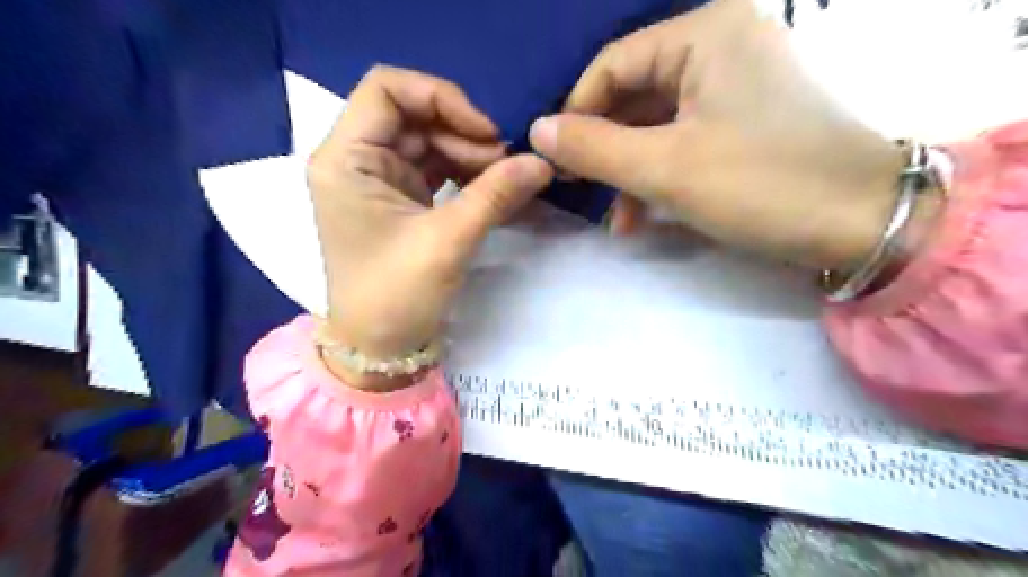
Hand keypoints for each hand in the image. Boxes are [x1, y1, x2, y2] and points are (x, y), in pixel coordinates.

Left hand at [310, 66, 553, 388]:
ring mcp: (377, 179)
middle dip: (463, 133)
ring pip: (428, 141)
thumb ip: (496, 195)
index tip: (485, 133)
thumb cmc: (397, 296)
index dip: (440, 98)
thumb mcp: (448, 241)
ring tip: (502, 179)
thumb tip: (542, 162)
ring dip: (467, 153)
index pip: (387, 88)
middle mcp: (355, 159)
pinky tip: (491, 186)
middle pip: (413, 115)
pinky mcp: (398, 199)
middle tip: (504, 165)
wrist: (379, 348)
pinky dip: (463, 173)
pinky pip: (433, 168)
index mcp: (346, 159)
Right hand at [533, 0, 909, 269]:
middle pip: (633, 94)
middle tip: (577, 190)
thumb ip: (593, 148)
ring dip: (628, 170)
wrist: (861, 221)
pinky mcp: (742, 120)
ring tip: (613, 218)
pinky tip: (641, 215)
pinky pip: (681, 138)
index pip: (613, 64)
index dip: (576, 112)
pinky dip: (657, 174)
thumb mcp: (664, 168)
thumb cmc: (760, 184)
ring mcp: (733, 85)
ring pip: (655, 123)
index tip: (556, 161)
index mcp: (704, 34)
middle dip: (603, 148)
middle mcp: (719, 46)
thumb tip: (537, 132)